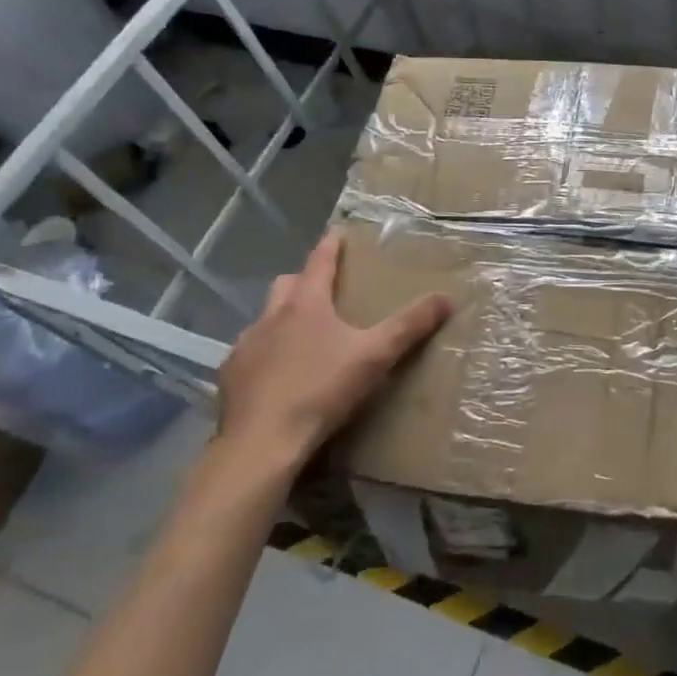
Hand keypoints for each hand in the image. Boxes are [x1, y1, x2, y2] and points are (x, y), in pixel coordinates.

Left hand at [214, 232, 449, 481]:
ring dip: (283, 320)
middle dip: (304, 280)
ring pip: (265, 319)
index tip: (338, 232)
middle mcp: (270, 317)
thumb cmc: (321, 390)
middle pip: (286, 285)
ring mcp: (245, 346)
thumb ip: (409, 326)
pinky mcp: (230, 376)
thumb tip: (446, 297)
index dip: (331, 246)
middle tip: (324, 290)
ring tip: (303, 338)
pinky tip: (278, 376)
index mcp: (305, 305)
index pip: (319, 261)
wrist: (262, 443)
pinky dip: (266, 355)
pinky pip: (250, 354)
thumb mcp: (375, 356)